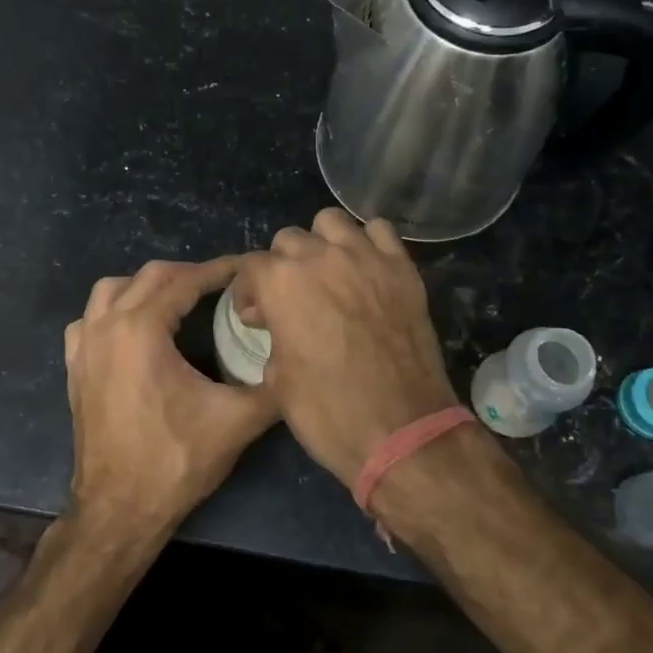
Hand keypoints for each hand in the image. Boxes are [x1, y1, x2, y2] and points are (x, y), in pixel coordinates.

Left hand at [64, 257, 278, 545]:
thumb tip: (299, 362)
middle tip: (222, 285)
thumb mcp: (237, 421)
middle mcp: (106, 326)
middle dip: (189, 274)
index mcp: (142, 329)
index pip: (186, 281)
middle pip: (149, 277)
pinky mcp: (75, 368)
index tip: (248, 269)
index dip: (221, 271)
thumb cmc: (175, 460)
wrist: (119, 509)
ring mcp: (84, 346)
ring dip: (147, 287)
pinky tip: (134, 330)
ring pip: (112, 290)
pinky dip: (114, 311)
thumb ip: (273, 386)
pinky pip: (90, 319)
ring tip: (179, 301)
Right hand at [235, 208, 457, 484]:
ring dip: (323, 243)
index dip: (250, 293)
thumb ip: (272, 336)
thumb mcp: (277, 380)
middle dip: (283, 267)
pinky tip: (366, 270)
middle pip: (289, 239)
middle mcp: (320, 257)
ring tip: (329, 274)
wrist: (401, 430)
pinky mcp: (402, 268)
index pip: (252, 267)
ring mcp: (365, 257)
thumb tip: (276, 323)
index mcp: (280, 282)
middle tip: (293, 300)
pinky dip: (368, 243)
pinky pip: (380, 232)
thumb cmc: (328, 411)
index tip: (257, 317)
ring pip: (332, 222)